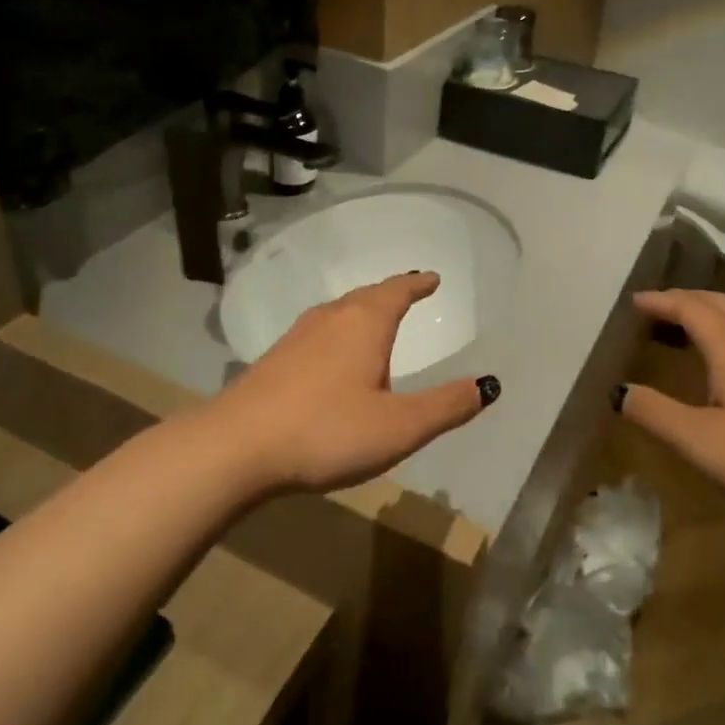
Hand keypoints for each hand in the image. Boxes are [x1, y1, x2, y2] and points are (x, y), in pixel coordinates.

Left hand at [210, 272, 497, 492]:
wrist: (236, 447)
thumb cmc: (327, 430)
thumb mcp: (399, 426)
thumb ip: (446, 406)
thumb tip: (488, 384)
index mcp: (364, 324)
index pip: (397, 291)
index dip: (417, 284)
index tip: (431, 277)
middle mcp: (330, 319)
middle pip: (366, 296)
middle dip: (390, 294)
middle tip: (408, 293)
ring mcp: (297, 337)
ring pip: (338, 313)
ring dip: (361, 311)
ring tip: (375, 321)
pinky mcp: (274, 360)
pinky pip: (318, 333)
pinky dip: (338, 333)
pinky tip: (332, 356)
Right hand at [614, 290, 724, 522]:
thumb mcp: (702, 442)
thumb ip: (656, 413)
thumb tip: (618, 391)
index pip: (690, 308)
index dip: (660, 301)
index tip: (634, 301)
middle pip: (719, 303)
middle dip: (684, 299)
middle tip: (655, 308)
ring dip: (709, 313)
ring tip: (686, 328)